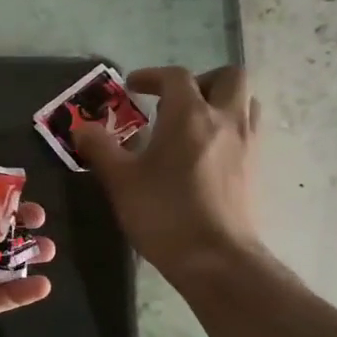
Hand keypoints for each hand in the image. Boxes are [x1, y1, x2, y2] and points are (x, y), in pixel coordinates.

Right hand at [74, 65, 263, 282]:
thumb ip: (100, 148)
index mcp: (190, 115)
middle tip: (176, 102)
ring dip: (223, 102)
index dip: (152, 76)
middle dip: (202, 81)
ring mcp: (247, 144)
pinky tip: (207, 155)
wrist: (215, 259)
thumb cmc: (164, 213)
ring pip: (247, 102)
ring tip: (195, 125)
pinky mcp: (256, 170)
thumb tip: (81, 128)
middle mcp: (225, 120)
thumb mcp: (120, 180)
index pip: (175, 77)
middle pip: (229, 76)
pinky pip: (250, 132)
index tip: (133, 87)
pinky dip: (231, 130)